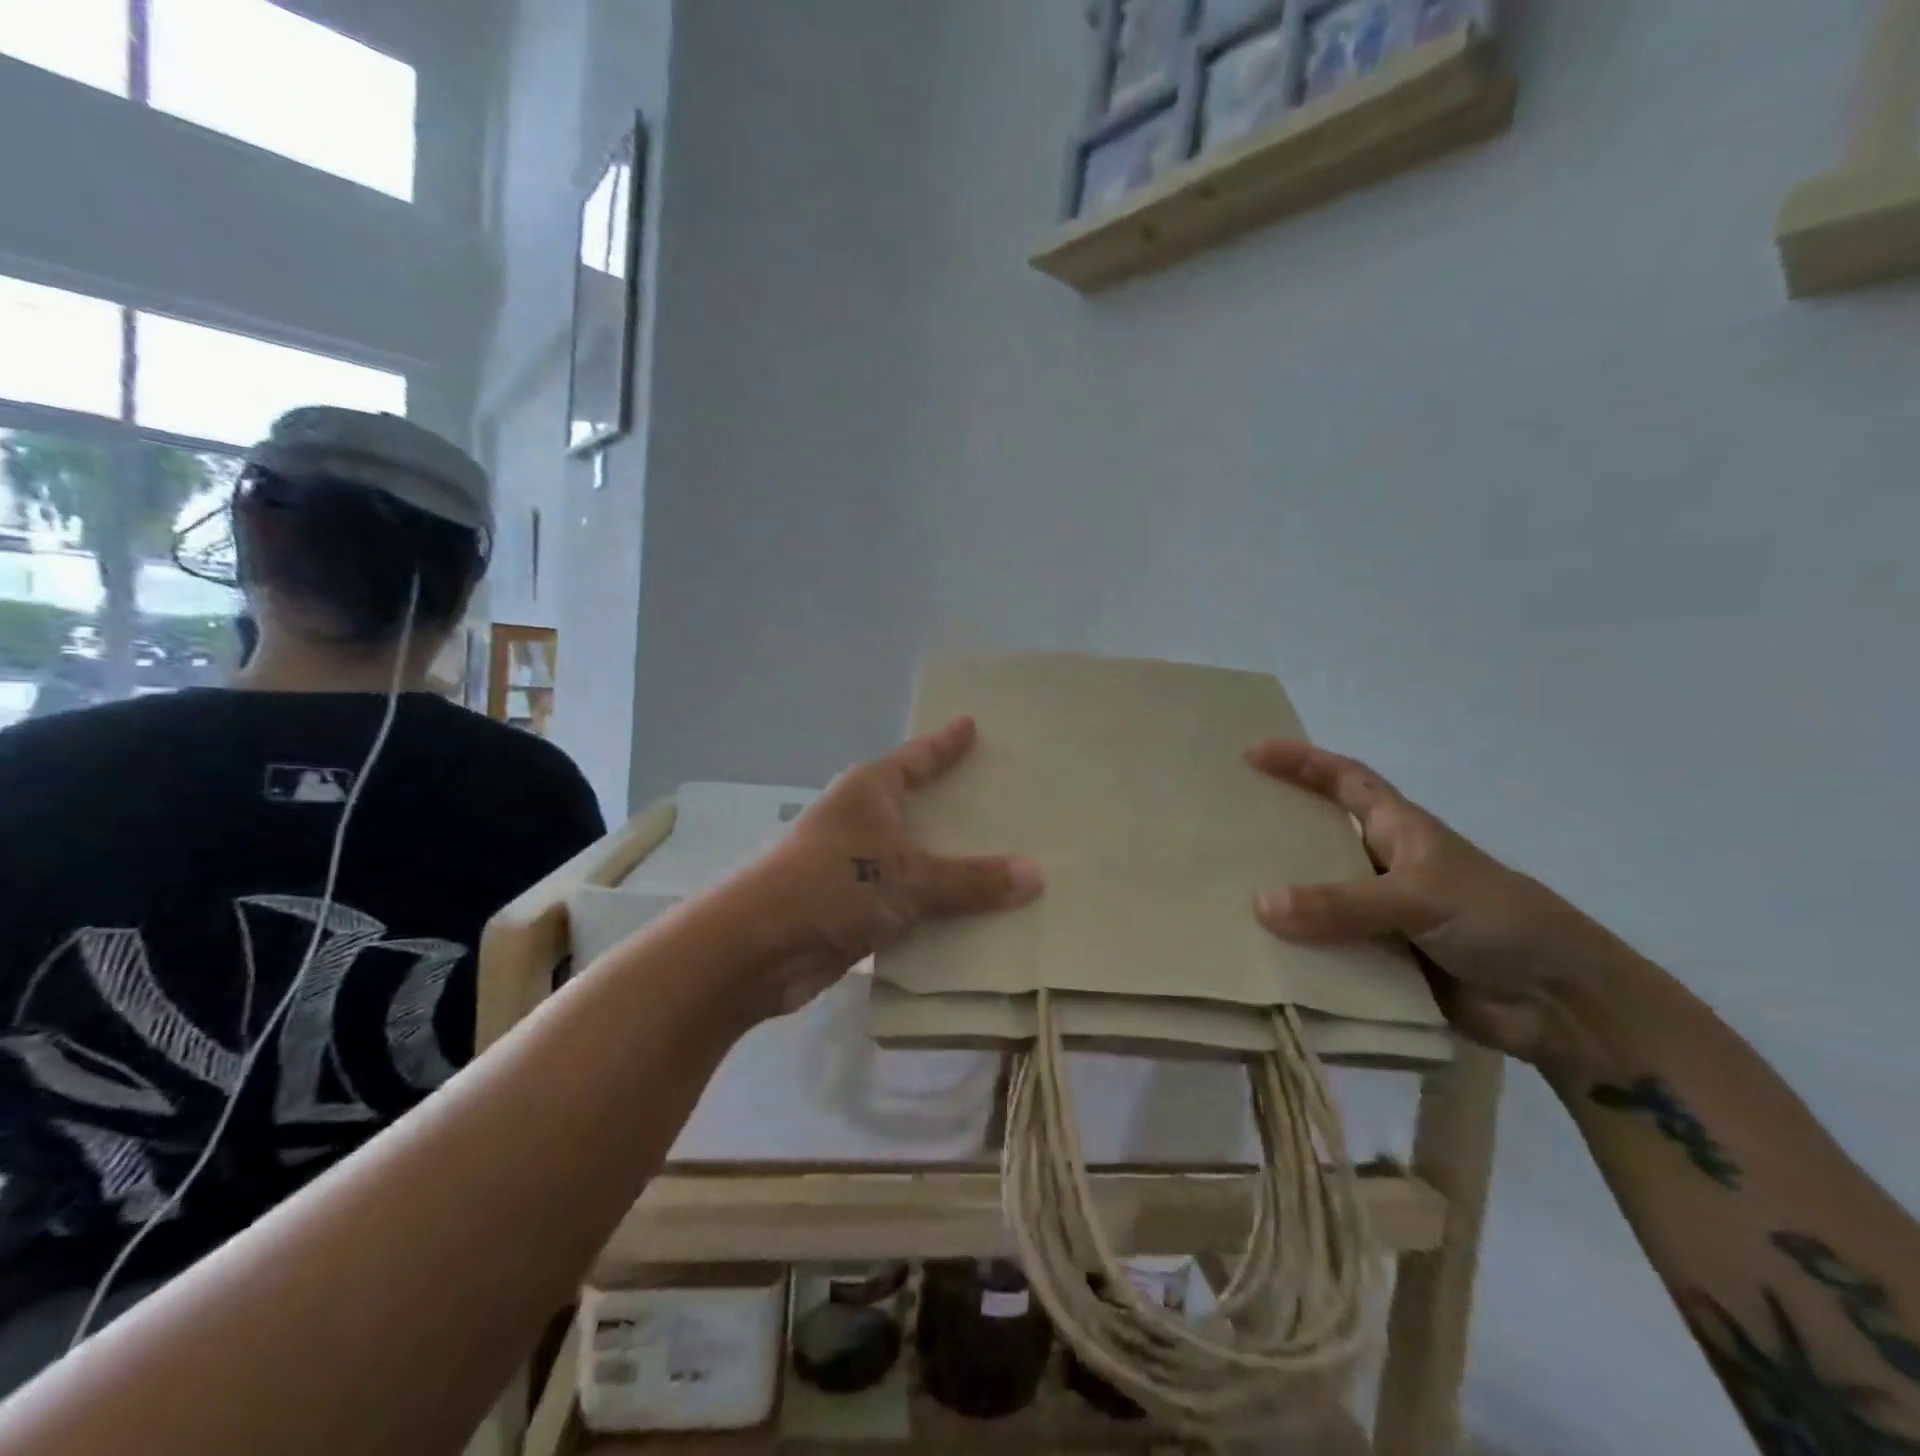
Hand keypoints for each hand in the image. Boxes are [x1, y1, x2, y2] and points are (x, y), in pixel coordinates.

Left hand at [734, 716, 1042, 1018]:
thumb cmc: (833, 885)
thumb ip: (971, 879)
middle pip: (917, 804)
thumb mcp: (910, 877)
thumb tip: (1036, 876)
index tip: (971, 724)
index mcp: (871, 790)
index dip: (946, 743)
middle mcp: (861, 819)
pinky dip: (934, 907)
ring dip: (948, 864)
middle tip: (1004, 797)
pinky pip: (907, 900)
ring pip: (913, 857)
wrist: (758, 947)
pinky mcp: (851, 907)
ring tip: (1002, 859)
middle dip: (954, 805)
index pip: (918, 757)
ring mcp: (853, 864)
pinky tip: (971, 916)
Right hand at [1248, 741, 1631, 1064]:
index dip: (1302, 761)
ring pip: (1313, 899)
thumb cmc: (1499, 921)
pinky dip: (1293, 954)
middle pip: (1316, 839)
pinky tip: (1253, 956)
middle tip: (1217, 829)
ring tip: (1218, 895)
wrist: (1561, 1006)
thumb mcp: (1421, 895)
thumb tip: (1260, 903)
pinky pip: (1323, 952)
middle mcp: (1380, 867)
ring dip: (1276, 900)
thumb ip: (1342, 901)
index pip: (1344, 780)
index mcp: (1399, 830)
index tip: (1253, 754)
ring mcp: (1377, 916)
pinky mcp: (1376, 962)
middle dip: (1272, 832)